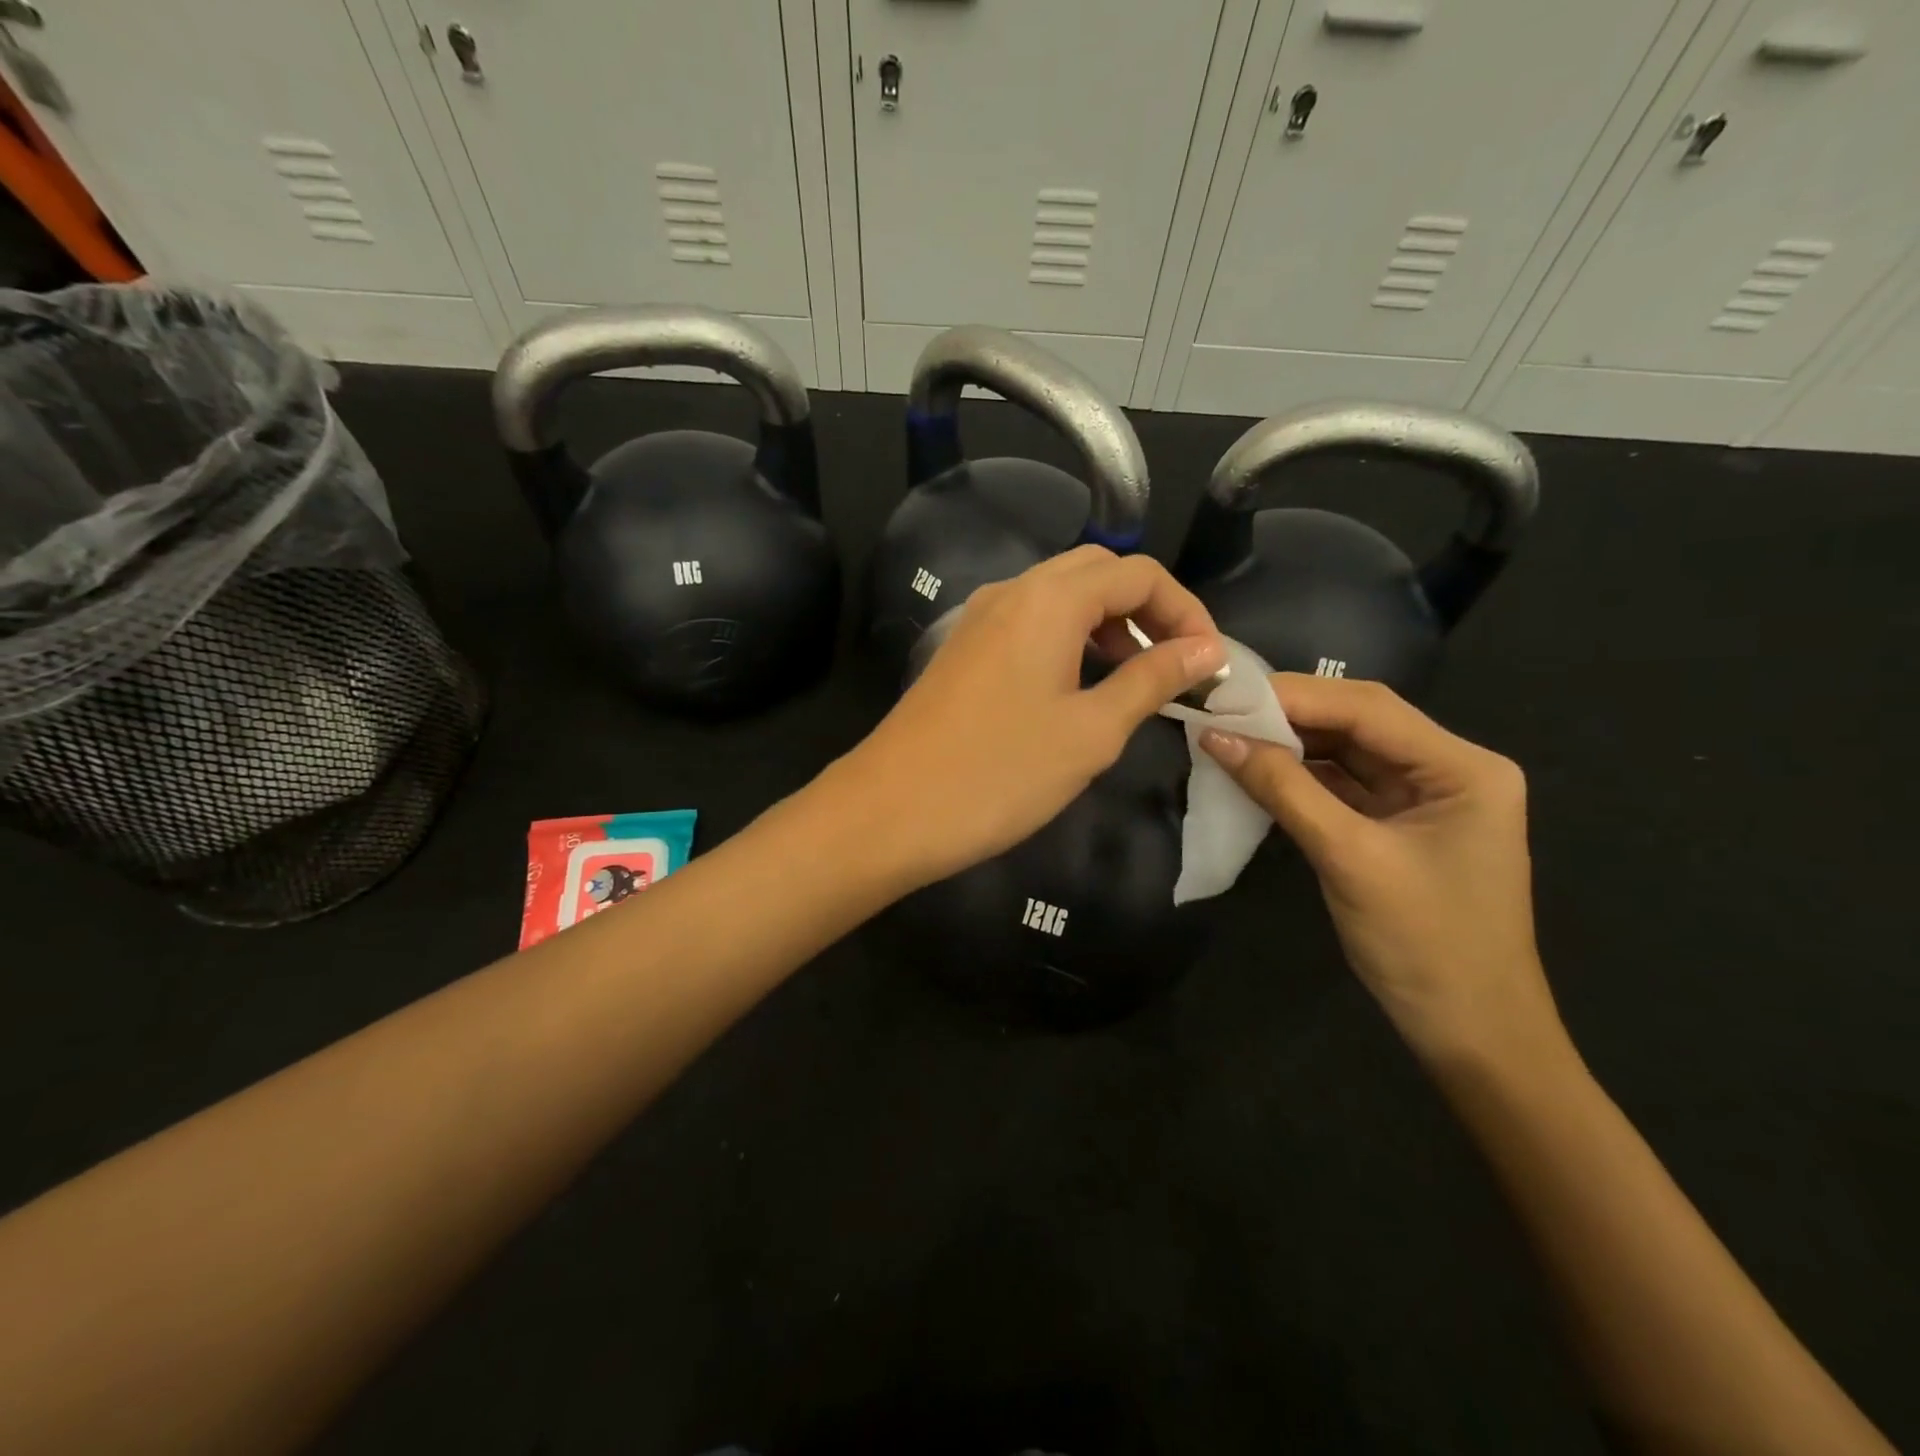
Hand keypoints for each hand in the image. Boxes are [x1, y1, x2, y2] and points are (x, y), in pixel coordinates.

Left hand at [841, 547, 1226, 889]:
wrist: (890, 810)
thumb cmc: (1000, 773)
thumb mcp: (1091, 730)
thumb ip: (1151, 680)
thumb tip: (1206, 650)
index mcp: (1049, 599)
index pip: (1139, 573)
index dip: (1186, 612)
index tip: (1209, 664)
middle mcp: (1012, 592)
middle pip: (1098, 572)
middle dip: (1146, 611)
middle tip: (1172, 666)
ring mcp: (979, 619)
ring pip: (1060, 597)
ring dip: (1107, 625)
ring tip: (1132, 682)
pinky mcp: (963, 650)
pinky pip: (1029, 623)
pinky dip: (1068, 640)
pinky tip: (1077, 689)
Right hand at [1201, 676, 1559, 1065]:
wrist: (1470, 1032)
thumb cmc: (1424, 945)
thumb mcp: (1348, 859)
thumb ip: (1284, 790)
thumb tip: (1217, 737)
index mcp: (1463, 768)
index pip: (1368, 709)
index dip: (1293, 696)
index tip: (1225, 694)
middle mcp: (1448, 768)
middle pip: (1358, 722)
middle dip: (1288, 714)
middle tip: (1220, 709)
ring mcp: (1423, 796)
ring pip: (1345, 750)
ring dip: (1288, 743)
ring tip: (1227, 734)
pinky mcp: (1397, 823)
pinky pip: (1341, 785)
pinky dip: (1298, 776)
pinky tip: (1256, 768)